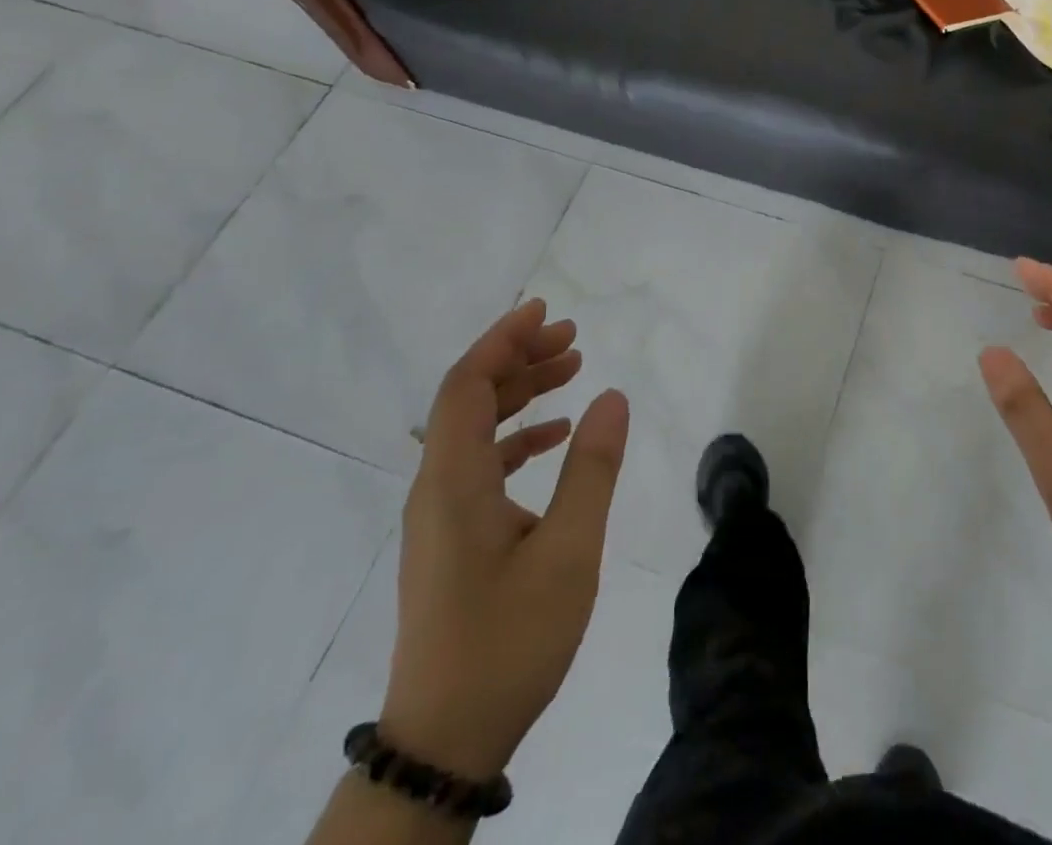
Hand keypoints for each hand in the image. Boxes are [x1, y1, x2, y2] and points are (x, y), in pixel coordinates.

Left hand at [380, 299, 628, 778]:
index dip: (502, 339)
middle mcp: (437, 487)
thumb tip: (614, 397)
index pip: (467, 385)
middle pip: (469, 398)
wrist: (445, 740)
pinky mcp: (451, 537)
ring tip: (573, 370)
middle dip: (518, 357)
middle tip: (573, 337)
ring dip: (520, 393)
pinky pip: (480, 462)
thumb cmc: (509, 641)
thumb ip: (592, 469)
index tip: (544, 310)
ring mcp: (440, 514)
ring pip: (475, 429)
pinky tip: (555, 436)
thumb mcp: (568, 552)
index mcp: (455, 482)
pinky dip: (517, 435)